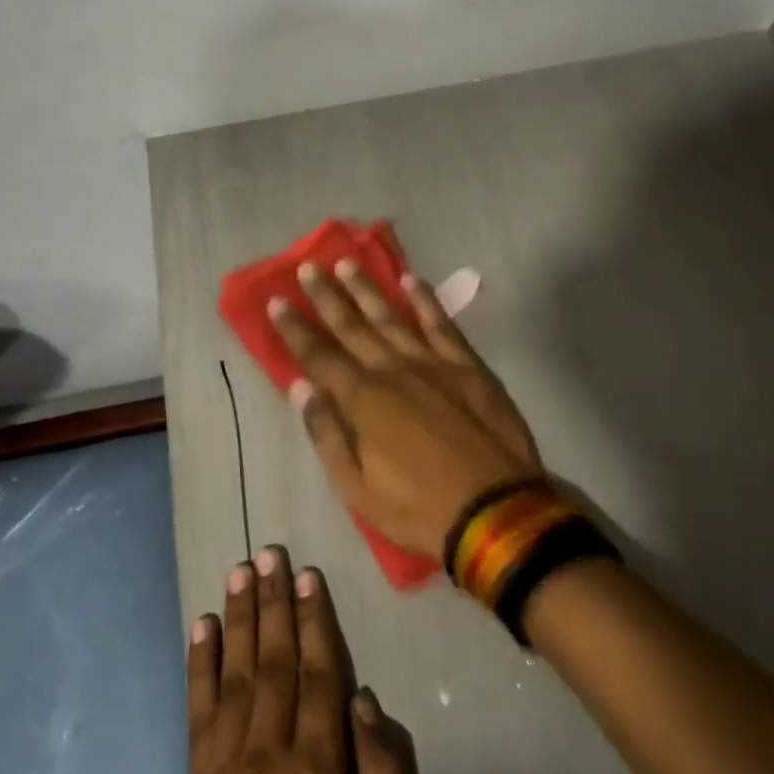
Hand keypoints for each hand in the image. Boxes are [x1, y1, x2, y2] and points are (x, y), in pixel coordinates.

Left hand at [174, 547, 424, 773]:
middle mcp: (265, 753)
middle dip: (273, 602)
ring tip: (240, 571)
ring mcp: (223, 768)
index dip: (314, 620)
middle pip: (272, 661)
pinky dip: (199, 664)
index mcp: (317, 770)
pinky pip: (197, 711)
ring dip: (238, 618)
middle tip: (270, 552)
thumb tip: (367, 702)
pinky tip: (201, 628)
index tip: (309, 575)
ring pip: (234, 674)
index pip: (317, 674)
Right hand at [270, 261, 540, 558]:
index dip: (295, 329)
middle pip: (353, 326)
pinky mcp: (469, 366)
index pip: (318, 356)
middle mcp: (393, 370)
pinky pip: (442, 324)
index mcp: (362, 401)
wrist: (497, 510)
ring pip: (393, 316)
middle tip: (308, 267)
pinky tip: (411, 280)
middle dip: (327, 296)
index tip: (277, 300)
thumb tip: (300, 388)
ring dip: (368, 289)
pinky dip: (425, 300)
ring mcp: (434, 364)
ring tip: (348, 263)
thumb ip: (327, 433)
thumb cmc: (418, 507)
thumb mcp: (356, 487)